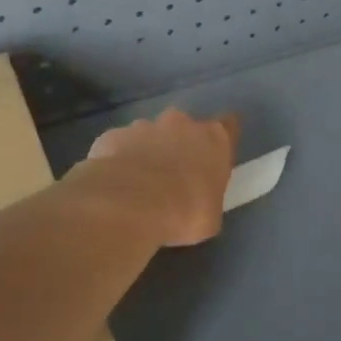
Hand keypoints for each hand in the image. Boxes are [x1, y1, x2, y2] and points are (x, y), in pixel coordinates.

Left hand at [83, 108, 238, 246]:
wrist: (127, 207)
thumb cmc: (182, 213)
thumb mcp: (210, 216)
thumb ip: (207, 196)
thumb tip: (199, 198)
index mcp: (213, 140)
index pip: (228, 126)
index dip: (222, 139)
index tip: (215, 154)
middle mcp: (181, 124)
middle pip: (184, 126)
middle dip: (179, 143)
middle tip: (173, 173)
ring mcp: (143, 126)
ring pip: (148, 134)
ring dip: (147, 151)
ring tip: (138, 182)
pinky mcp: (112, 136)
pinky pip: (119, 145)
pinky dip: (118, 158)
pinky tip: (114, 183)